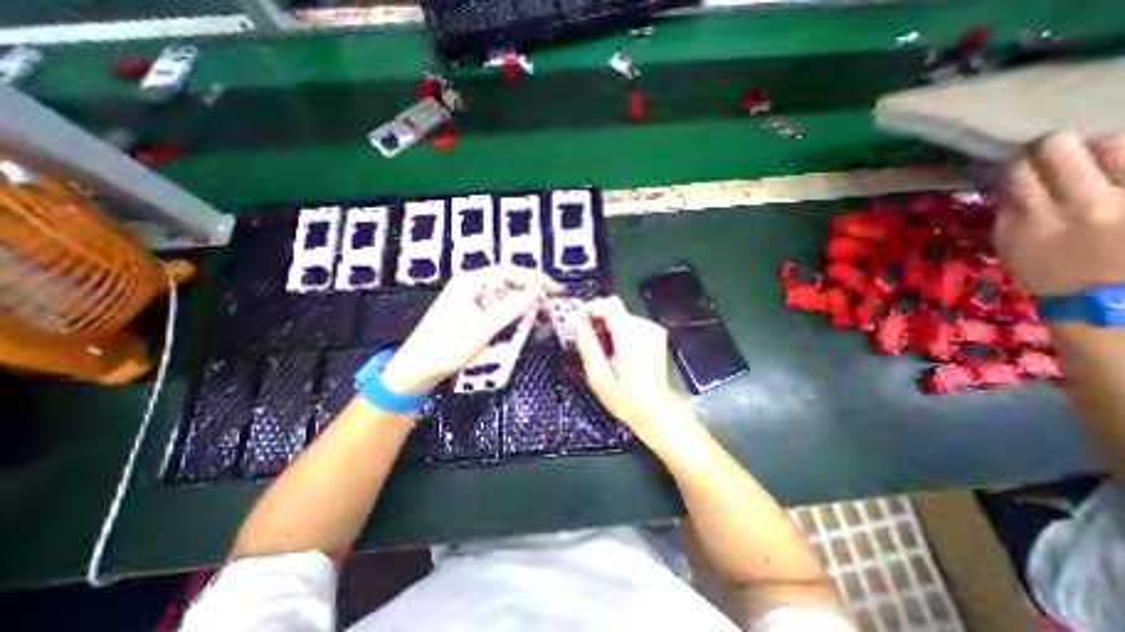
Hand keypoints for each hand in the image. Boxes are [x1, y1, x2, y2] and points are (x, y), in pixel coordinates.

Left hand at [383, 264, 562, 392]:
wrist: (418, 369)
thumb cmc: (445, 347)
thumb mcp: (483, 328)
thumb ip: (511, 308)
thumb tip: (536, 293)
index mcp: (470, 282)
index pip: (509, 272)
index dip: (534, 279)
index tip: (554, 290)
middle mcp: (471, 286)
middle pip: (508, 281)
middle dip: (532, 289)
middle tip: (553, 300)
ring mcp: (471, 299)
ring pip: (505, 294)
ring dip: (524, 301)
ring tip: (544, 309)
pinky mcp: (473, 312)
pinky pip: (498, 306)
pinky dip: (514, 311)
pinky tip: (525, 318)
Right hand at [573, 298, 694, 445]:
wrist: (657, 411)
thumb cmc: (626, 400)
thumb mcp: (599, 378)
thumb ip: (587, 345)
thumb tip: (572, 319)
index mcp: (632, 337)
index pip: (610, 305)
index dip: (591, 309)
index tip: (578, 324)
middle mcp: (645, 327)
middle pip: (614, 309)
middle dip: (597, 322)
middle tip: (588, 344)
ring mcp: (653, 329)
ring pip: (620, 316)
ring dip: (606, 329)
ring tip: (602, 352)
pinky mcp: (655, 333)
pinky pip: (629, 323)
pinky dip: (618, 333)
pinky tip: (615, 352)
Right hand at [991, 131, 1124, 297]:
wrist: (1108, 297)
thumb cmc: (1049, 271)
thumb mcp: (1011, 245)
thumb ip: (1009, 211)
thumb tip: (1008, 180)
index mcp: (1029, 220)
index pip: (1014, 171)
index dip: (1013, 161)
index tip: (1015, 164)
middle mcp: (1075, 204)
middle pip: (1059, 147)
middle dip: (1049, 145)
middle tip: (1049, 151)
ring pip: (1111, 144)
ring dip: (1095, 149)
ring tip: (1093, 164)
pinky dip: (1122, 162)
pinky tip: (1115, 174)